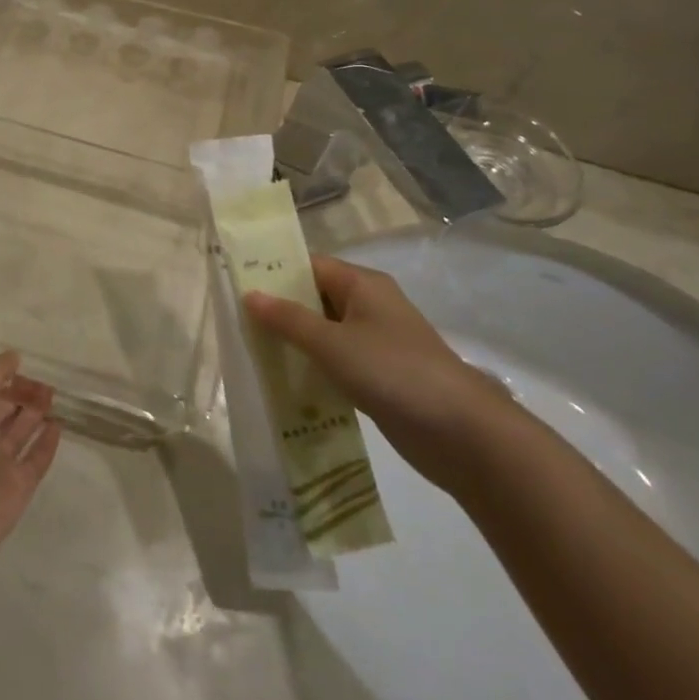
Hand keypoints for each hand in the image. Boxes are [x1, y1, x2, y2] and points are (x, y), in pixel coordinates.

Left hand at [0, 353, 60, 555]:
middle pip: (2, 414)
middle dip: (22, 397)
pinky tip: (58, 426)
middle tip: (46, 385)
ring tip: (54, 397)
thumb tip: (14, 355)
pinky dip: (46, 444)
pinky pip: (35, 461)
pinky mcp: (17, 490)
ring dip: (35, 416)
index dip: (3, 382)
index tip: (24, 369)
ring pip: (19, 436)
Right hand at [245, 256, 516, 492]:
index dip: (274, 273)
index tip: (237, 286)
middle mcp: (370, 306)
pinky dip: (313, 368)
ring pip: (324, 333)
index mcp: (363, 285)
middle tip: (237, 323)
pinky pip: (337, 362)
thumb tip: (250, 294)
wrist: (462, 433)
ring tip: (252, 352)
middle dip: (280, 310)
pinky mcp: (380, 376)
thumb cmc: (393, 372)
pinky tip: (286, 383)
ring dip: (295, 342)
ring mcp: (377, 343)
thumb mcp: (333, 343)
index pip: (310, 266)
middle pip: (315, 298)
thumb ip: (289, 319)